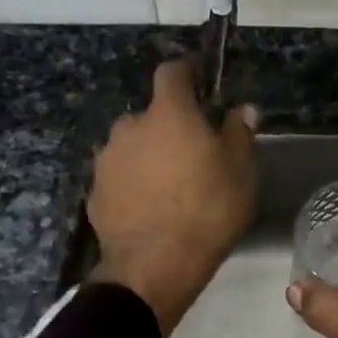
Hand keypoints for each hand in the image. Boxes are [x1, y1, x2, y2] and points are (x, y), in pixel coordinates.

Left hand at [88, 58, 258, 337]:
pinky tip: (149, 209)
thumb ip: (239, 133)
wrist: (154, 266)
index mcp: (168, 114)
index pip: (172, 72)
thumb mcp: (240, 172)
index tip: (200, 80)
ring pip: (133, 147)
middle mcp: (130, 127)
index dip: (187, 71)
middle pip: (152, 115)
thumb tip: (243, 109)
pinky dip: (134, 184)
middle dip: (169, 126)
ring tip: (169, 186)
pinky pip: (120, 178)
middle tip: (192, 153)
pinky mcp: (95, 192)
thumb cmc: (207, 211)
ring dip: (149, 155)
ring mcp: (107, 160)